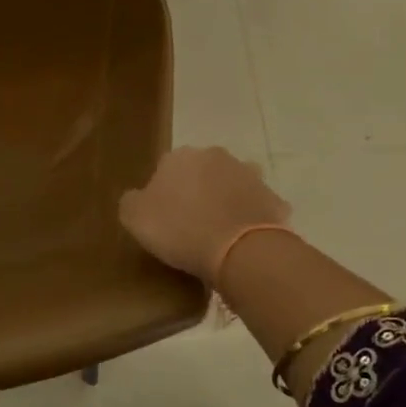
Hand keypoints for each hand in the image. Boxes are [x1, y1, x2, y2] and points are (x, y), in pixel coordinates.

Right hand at [119, 147, 289, 282]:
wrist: (239, 250)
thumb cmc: (180, 229)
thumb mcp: (134, 218)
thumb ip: (132, 201)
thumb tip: (139, 196)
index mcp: (180, 157)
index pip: (165, 169)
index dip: (163, 193)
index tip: (162, 218)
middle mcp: (215, 156)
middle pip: (201, 173)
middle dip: (196, 191)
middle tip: (190, 224)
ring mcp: (249, 175)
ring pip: (231, 186)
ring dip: (226, 201)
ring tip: (218, 232)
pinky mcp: (273, 199)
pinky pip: (256, 208)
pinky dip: (250, 219)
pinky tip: (243, 240)